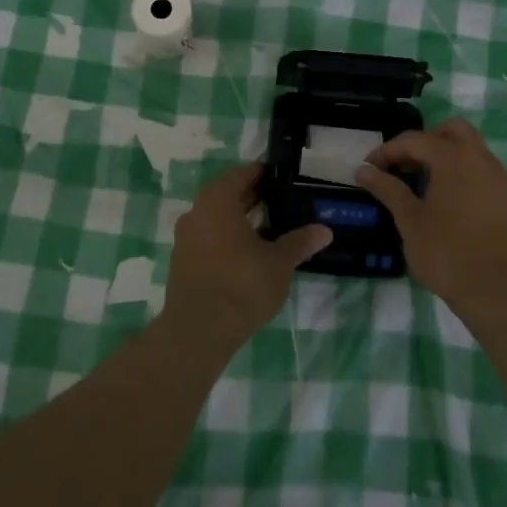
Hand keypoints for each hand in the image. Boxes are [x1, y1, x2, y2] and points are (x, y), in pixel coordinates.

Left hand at [164, 164, 331, 348]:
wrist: (198, 332)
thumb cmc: (241, 285)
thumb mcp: (279, 263)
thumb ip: (299, 242)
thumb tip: (324, 230)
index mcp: (217, 200)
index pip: (241, 174)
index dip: (261, 174)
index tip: (281, 178)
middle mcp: (196, 212)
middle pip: (227, 195)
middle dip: (253, 197)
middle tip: (280, 202)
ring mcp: (185, 238)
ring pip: (216, 218)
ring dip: (239, 220)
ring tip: (269, 229)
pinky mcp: (182, 262)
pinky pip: (207, 238)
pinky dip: (226, 239)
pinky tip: (247, 255)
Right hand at [356, 118, 506, 316]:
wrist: (501, 294)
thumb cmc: (448, 254)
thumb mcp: (410, 221)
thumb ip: (388, 189)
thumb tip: (364, 170)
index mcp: (453, 158)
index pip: (414, 140)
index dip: (387, 151)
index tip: (369, 168)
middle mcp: (480, 159)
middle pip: (451, 131)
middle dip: (424, 141)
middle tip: (404, 165)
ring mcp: (500, 179)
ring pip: (471, 149)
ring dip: (446, 156)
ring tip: (423, 184)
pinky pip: (483, 172)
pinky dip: (463, 174)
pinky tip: (449, 203)